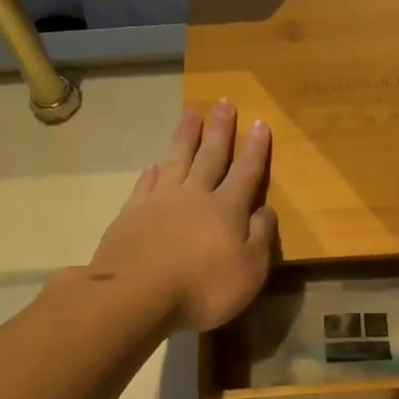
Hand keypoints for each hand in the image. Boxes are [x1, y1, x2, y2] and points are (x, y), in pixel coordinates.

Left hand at [89, 100, 276, 331]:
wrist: (135, 295)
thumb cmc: (202, 288)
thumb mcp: (249, 270)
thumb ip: (260, 237)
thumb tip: (267, 209)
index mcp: (227, 209)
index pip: (246, 172)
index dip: (255, 148)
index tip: (259, 122)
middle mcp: (195, 196)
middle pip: (210, 156)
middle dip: (220, 130)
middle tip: (224, 102)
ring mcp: (159, 203)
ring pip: (176, 161)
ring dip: (185, 137)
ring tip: (191, 114)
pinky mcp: (131, 216)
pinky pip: (144, 187)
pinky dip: (150, 174)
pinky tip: (152, 166)